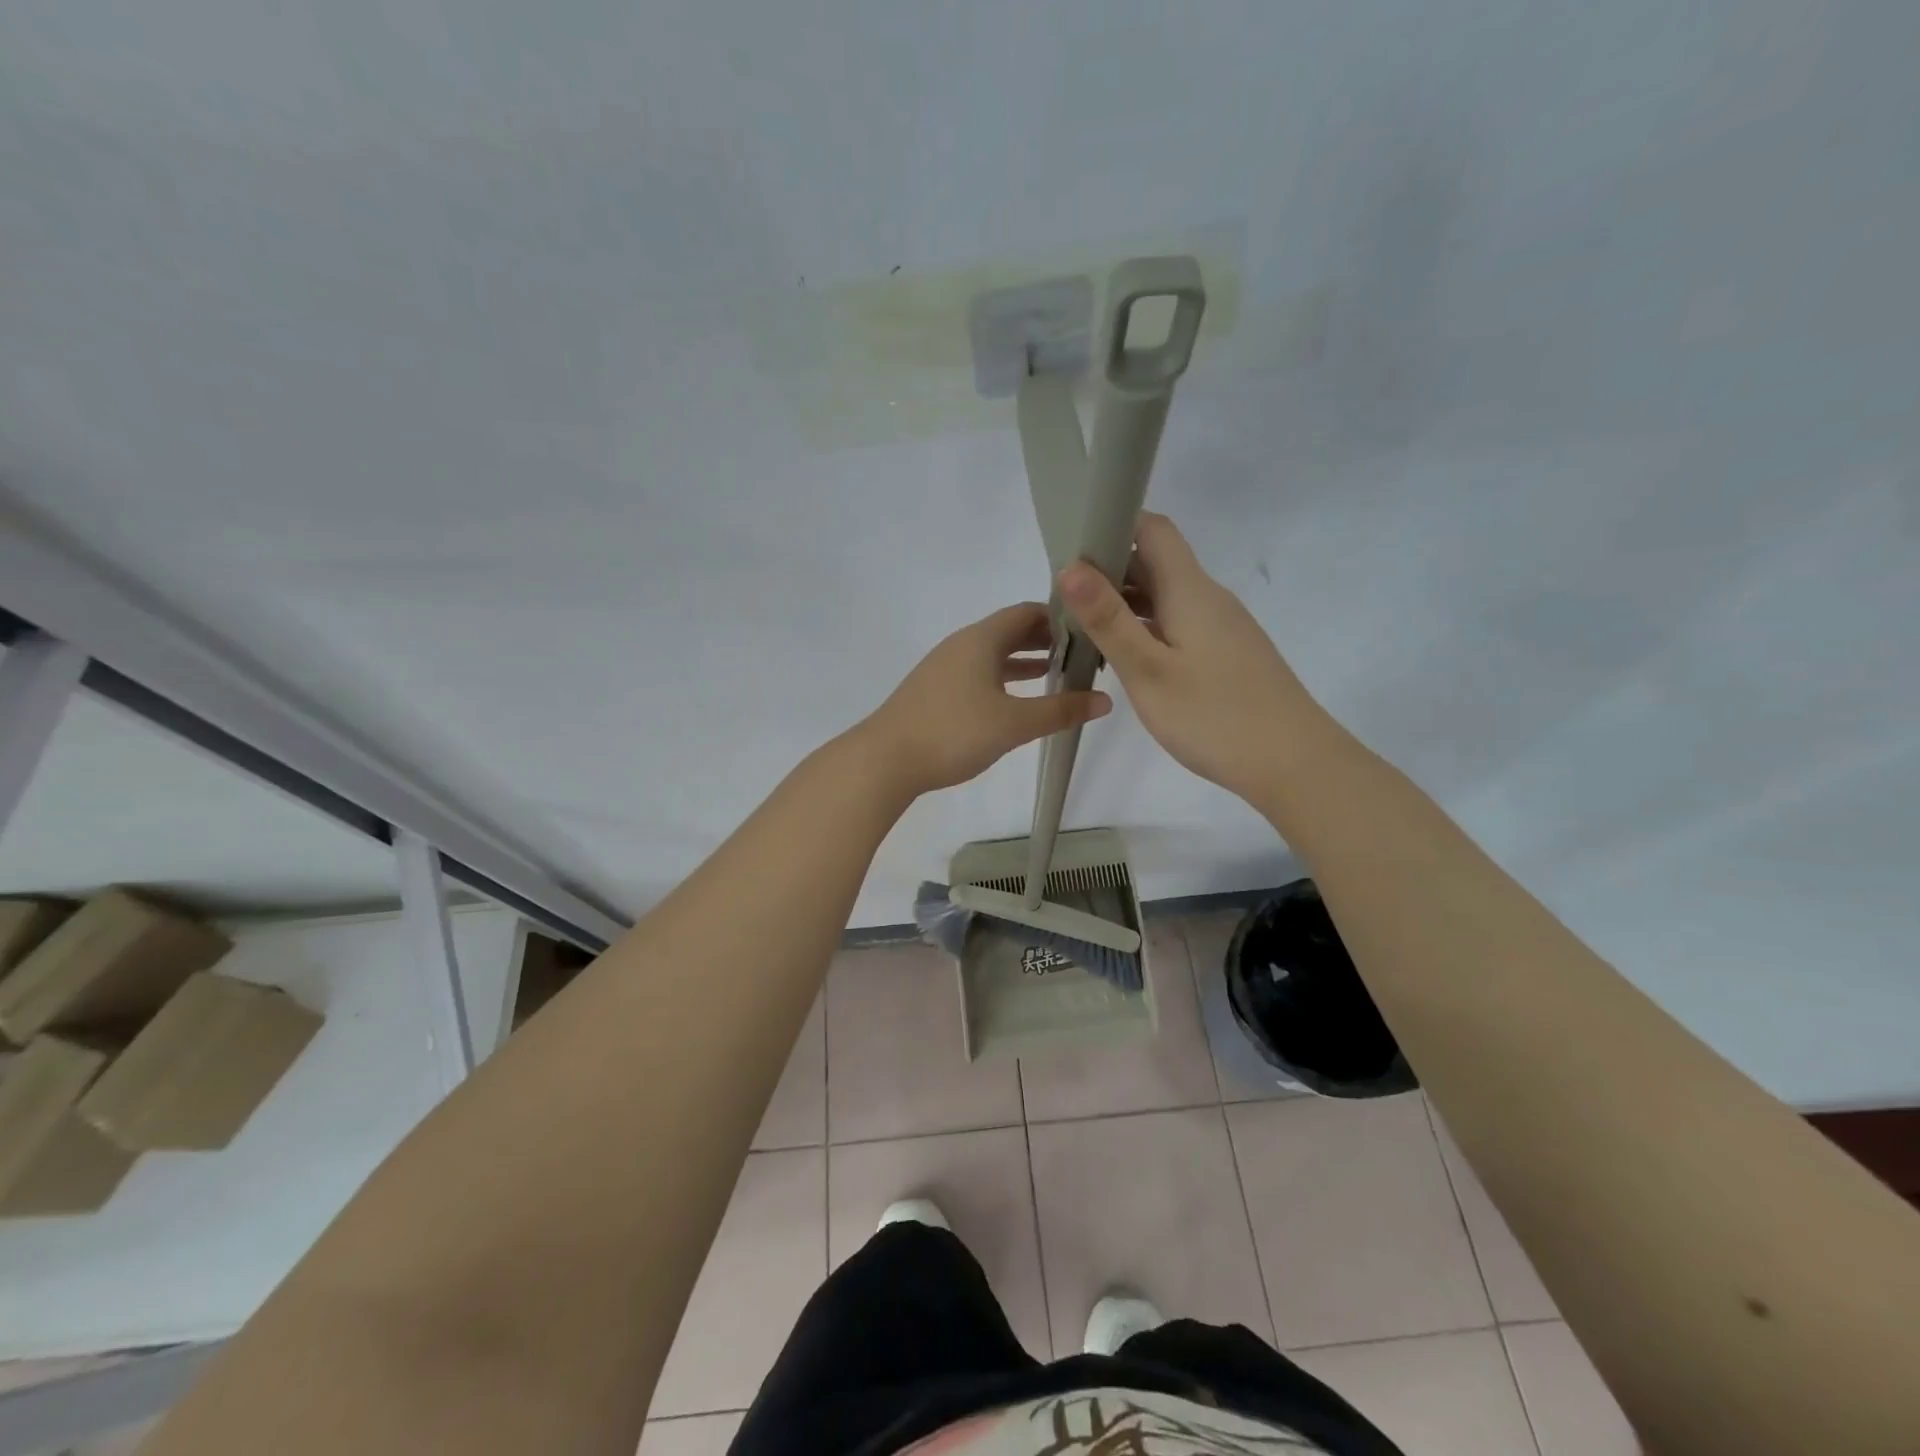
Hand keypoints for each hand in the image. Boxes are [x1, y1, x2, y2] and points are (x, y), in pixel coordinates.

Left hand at [859, 602, 1111, 796]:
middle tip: (1084, 655)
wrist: (885, 760)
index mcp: (981, 639)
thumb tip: (1105, 701)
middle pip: (1011, 631)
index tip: (1092, 631)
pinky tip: (1018, 699)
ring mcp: (945, 667)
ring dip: (1026, 660)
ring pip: (994, 654)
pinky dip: (1004, 678)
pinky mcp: (936, 690)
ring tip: (1061, 674)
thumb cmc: (953, 732)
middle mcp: (962, 644)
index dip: (1061, 617)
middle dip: (1047, 640)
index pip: (1027, 612)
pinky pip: (980, 673)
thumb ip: (1060, 711)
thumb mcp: (1014, 723)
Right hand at [1059, 512, 1327, 803]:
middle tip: (1059, 599)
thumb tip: (1070, 566)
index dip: (1111, 525)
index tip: (1069, 549)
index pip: (1152, 529)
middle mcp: (1208, 598)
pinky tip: (1124, 659)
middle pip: (1155, 562)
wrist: (1295, 764)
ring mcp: (1220, 627)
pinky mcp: (1226, 655)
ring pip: (1164, 597)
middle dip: (1106, 571)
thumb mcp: (1149, 671)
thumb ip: (1109, 619)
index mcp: (1190, 590)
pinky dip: (1144, 629)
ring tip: (1079, 630)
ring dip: (1122, 604)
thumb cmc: (1215, 717)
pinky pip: (1177, 625)